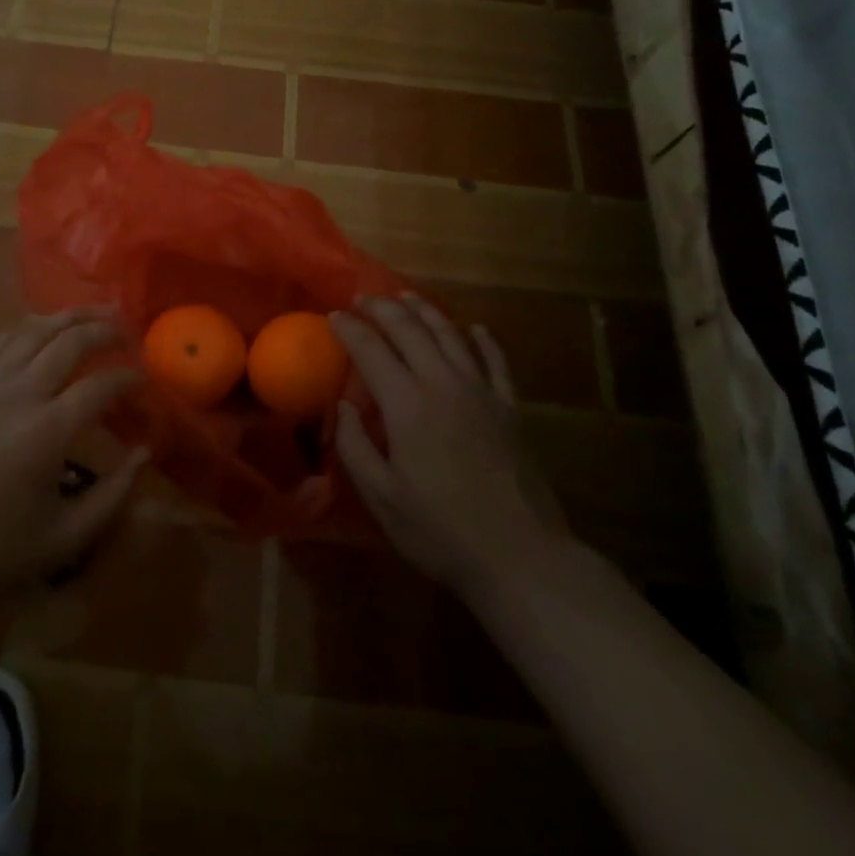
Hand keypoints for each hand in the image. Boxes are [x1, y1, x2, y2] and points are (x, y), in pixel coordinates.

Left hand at [0, 309, 147, 619]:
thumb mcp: (65, 539)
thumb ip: (113, 496)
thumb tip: (144, 452)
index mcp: (44, 433)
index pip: (99, 386)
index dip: (129, 378)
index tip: (147, 380)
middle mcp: (18, 395)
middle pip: (69, 341)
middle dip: (105, 330)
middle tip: (130, 333)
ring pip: (35, 329)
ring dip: (71, 316)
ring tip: (98, 313)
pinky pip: (6, 340)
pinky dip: (34, 327)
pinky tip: (49, 330)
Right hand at [332, 294, 569, 599]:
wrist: (521, 558)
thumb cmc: (441, 531)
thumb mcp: (382, 497)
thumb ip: (355, 447)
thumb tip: (342, 407)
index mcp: (407, 405)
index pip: (371, 350)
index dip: (349, 328)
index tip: (333, 316)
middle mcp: (443, 384)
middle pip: (410, 329)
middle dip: (382, 308)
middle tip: (363, 298)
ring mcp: (482, 392)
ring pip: (450, 334)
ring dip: (425, 311)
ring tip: (406, 297)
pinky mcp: (510, 407)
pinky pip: (495, 360)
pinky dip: (482, 339)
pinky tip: (474, 328)